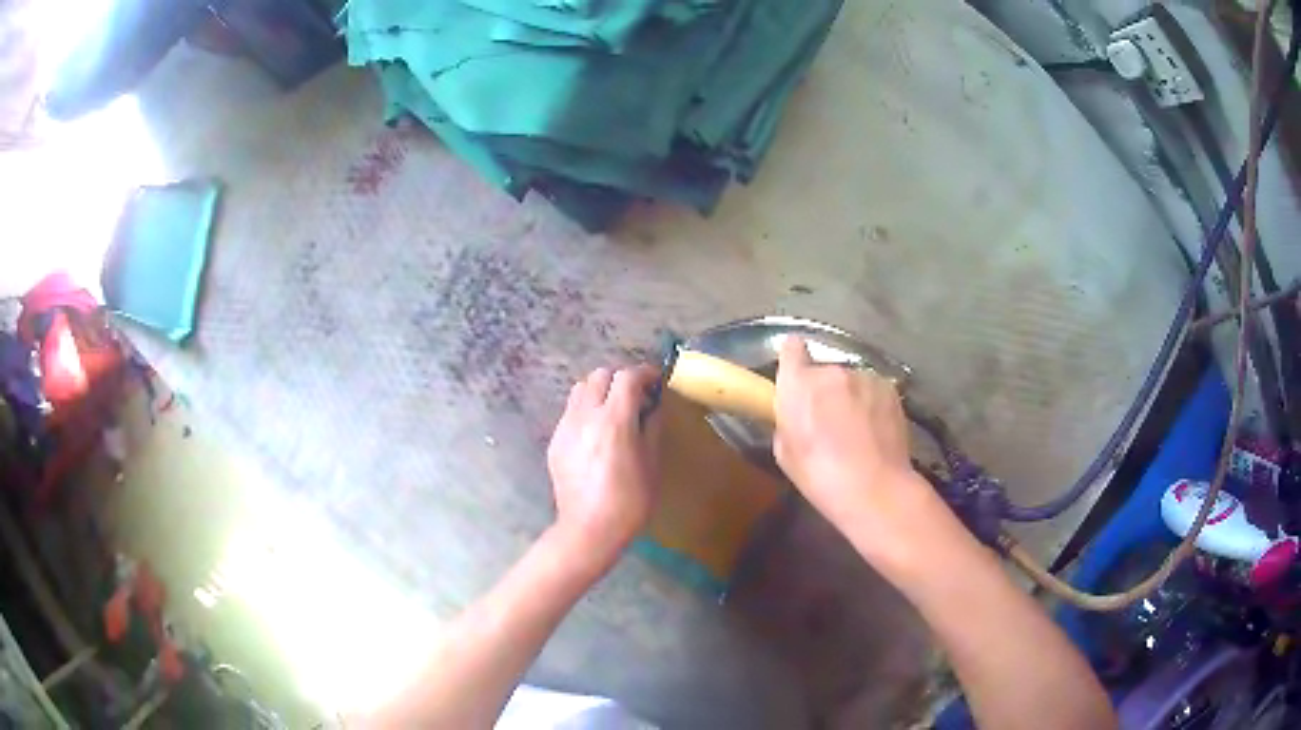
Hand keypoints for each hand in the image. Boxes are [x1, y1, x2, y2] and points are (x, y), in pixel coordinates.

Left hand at [547, 365, 662, 566]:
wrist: (589, 529)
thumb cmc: (629, 501)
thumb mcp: (652, 464)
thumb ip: (652, 426)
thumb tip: (653, 405)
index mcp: (614, 421)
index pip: (627, 377)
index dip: (644, 373)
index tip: (655, 380)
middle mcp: (585, 416)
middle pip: (600, 375)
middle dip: (620, 379)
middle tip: (635, 397)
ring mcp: (566, 428)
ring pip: (580, 390)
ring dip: (599, 391)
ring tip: (613, 412)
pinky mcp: (555, 442)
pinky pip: (570, 412)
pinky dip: (586, 411)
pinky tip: (596, 435)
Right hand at [773, 336, 935, 540]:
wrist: (875, 488)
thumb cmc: (821, 476)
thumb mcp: (785, 453)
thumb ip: (787, 421)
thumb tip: (798, 414)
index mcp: (799, 384)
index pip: (791, 347)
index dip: (792, 359)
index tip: (795, 375)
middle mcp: (831, 371)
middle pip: (823, 370)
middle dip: (823, 389)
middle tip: (827, 419)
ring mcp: (864, 377)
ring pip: (851, 381)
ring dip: (850, 396)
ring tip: (856, 429)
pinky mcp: (890, 388)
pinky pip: (873, 390)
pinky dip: (872, 404)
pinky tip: (875, 430)